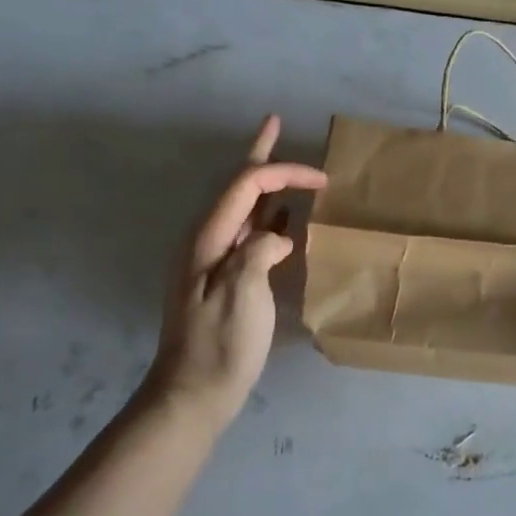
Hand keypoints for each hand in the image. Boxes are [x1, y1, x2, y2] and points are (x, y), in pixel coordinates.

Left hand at [139, 115, 326, 431]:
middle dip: (260, 154)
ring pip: (245, 209)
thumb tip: (277, 237)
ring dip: (267, 184)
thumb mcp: (240, 295)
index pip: (247, 185)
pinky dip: (271, 218)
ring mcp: (215, 260)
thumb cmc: (219, 345)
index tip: (323, 181)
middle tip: (274, 121)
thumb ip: (258, 252)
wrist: (193, 394)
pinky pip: (251, 235)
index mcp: (208, 238)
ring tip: (284, 164)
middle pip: (238, 186)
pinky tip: (287, 219)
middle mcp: (209, 240)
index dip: (283, 172)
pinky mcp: (226, 279)